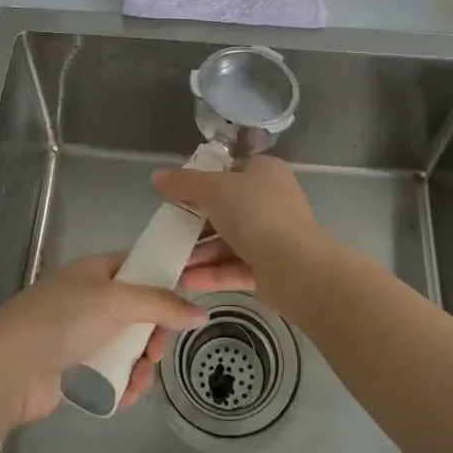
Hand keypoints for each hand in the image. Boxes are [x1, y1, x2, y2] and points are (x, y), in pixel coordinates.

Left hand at [0, 243, 253, 425]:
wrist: (7, 369)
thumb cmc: (62, 320)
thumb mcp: (117, 301)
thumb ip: (162, 304)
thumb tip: (202, 312)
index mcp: (99, 271)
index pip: (143, 266)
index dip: (168, 280)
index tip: (193, 299)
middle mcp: (93, 298)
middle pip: (142, 311)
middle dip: (155, 335)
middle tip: (156, 352)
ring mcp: (84, 334)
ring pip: (131, 345)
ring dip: (142, 365)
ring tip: (140, 382)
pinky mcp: (77, 368)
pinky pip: (114, 372)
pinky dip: (125, 384)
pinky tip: (127, 397)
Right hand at [151, 156, 324, 282]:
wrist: (296, 267)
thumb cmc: (256, 213)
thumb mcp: (214, 189)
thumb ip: (184, 183)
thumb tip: (157, 177)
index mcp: (265, 173)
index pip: (232, 170)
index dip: (204, 180)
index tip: (178, 194)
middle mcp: (272, 201)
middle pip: (227, 209)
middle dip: (196, 224)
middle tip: (168, 232)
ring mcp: (273, 236)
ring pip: (229, 242)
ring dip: (200, 253)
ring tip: (170, 264)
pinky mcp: (270, 269)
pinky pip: (235, 267)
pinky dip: (212, 274)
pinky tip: (185, 282)